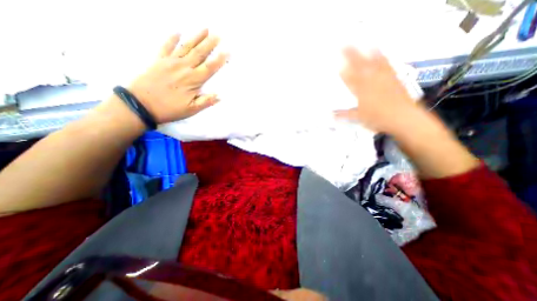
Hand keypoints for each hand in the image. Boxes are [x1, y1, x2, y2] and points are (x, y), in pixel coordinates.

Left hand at [128, 30, 226, 123]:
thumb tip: (219, 96)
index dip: (219, 59)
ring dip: (196, 37)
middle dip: (210, 43)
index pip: (209, 67)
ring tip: (205, 29)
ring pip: (186, 47)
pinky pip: (166, 46)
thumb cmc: (169, 109)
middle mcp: (183, 68)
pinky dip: (172, 39)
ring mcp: (170, 62)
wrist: (140, 104)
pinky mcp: (158, 60)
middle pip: (199, 53)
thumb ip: (206, 102)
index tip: (227, 51)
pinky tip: (177, 32)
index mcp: (193, 80)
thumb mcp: (191, 110)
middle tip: (218, 35)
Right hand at [334, 47, 419, 133]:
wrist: (404, 118)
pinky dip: (382, 57)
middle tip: (344, 46)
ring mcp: (383, 77)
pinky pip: (387, 64)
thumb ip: (344, 114)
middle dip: (350, 55)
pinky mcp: (394, 78)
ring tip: (363, 44)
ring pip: (373, 61)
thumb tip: (331, 115)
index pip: (348, 78)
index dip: (341, 70)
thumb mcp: (358, 118)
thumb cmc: (378, 119)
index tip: (335, 63)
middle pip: (359, 65)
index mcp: (360, 91)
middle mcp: (371, 81)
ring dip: (367, 52)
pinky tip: (380, 53)